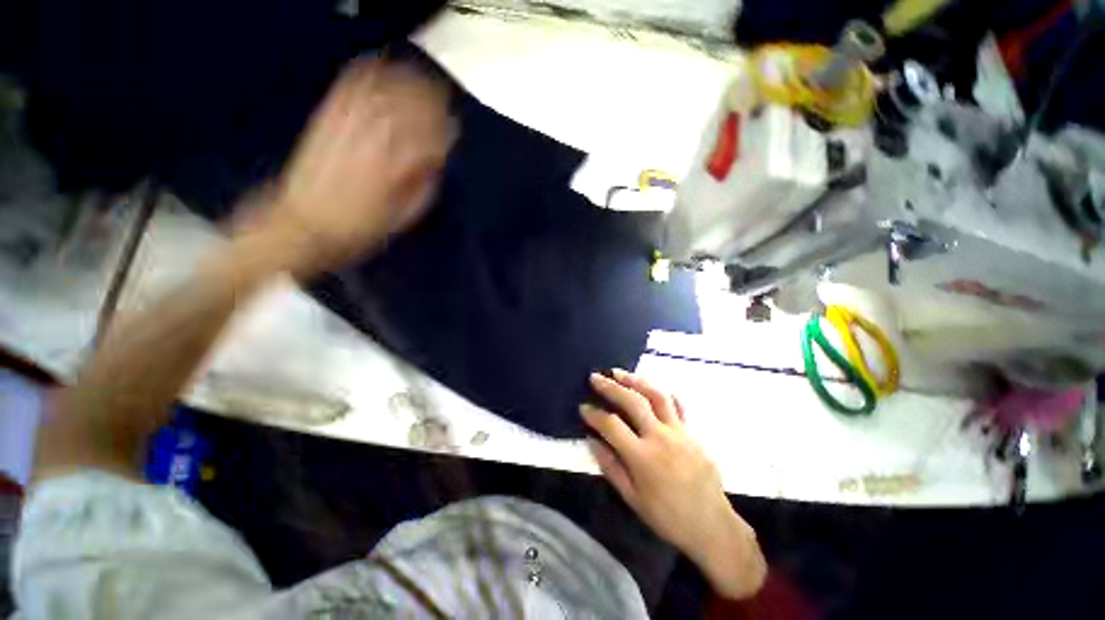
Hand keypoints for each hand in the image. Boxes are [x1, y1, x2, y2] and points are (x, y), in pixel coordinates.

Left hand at [263, 58, 455, 274]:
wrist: (305, 223)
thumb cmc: (361, 227)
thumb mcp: (404, 216)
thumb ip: (424, 186)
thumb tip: (436, 160)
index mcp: (395, 166)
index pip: (428, 134)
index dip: (444, 129)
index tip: (453, 128)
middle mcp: (373, 137)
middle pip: (408, 103)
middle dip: (430, 99)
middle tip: (441, 102)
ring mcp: (347, 123)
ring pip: (383, 89)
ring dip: (404, 81)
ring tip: (417, 81)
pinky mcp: (327, 117)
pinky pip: (350, 86)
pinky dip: (367, 72)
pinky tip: (379, 67)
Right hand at [582, 369, 765, 598]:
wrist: (712, 526)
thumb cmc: (668, 517)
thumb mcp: (632, 498)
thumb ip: (611, 466)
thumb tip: (592, 440)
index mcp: (642, 457)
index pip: (611, 425)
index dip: (594, 414)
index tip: (583, 407)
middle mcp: (660, 437)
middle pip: (632, 401)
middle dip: (611, 386)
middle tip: (595, 377)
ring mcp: (679, 431)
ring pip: (656, 395)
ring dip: (635, 380)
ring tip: (619, 373)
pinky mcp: (693, 432)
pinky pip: (677, 405)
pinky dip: (662, 393)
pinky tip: (650, 388)